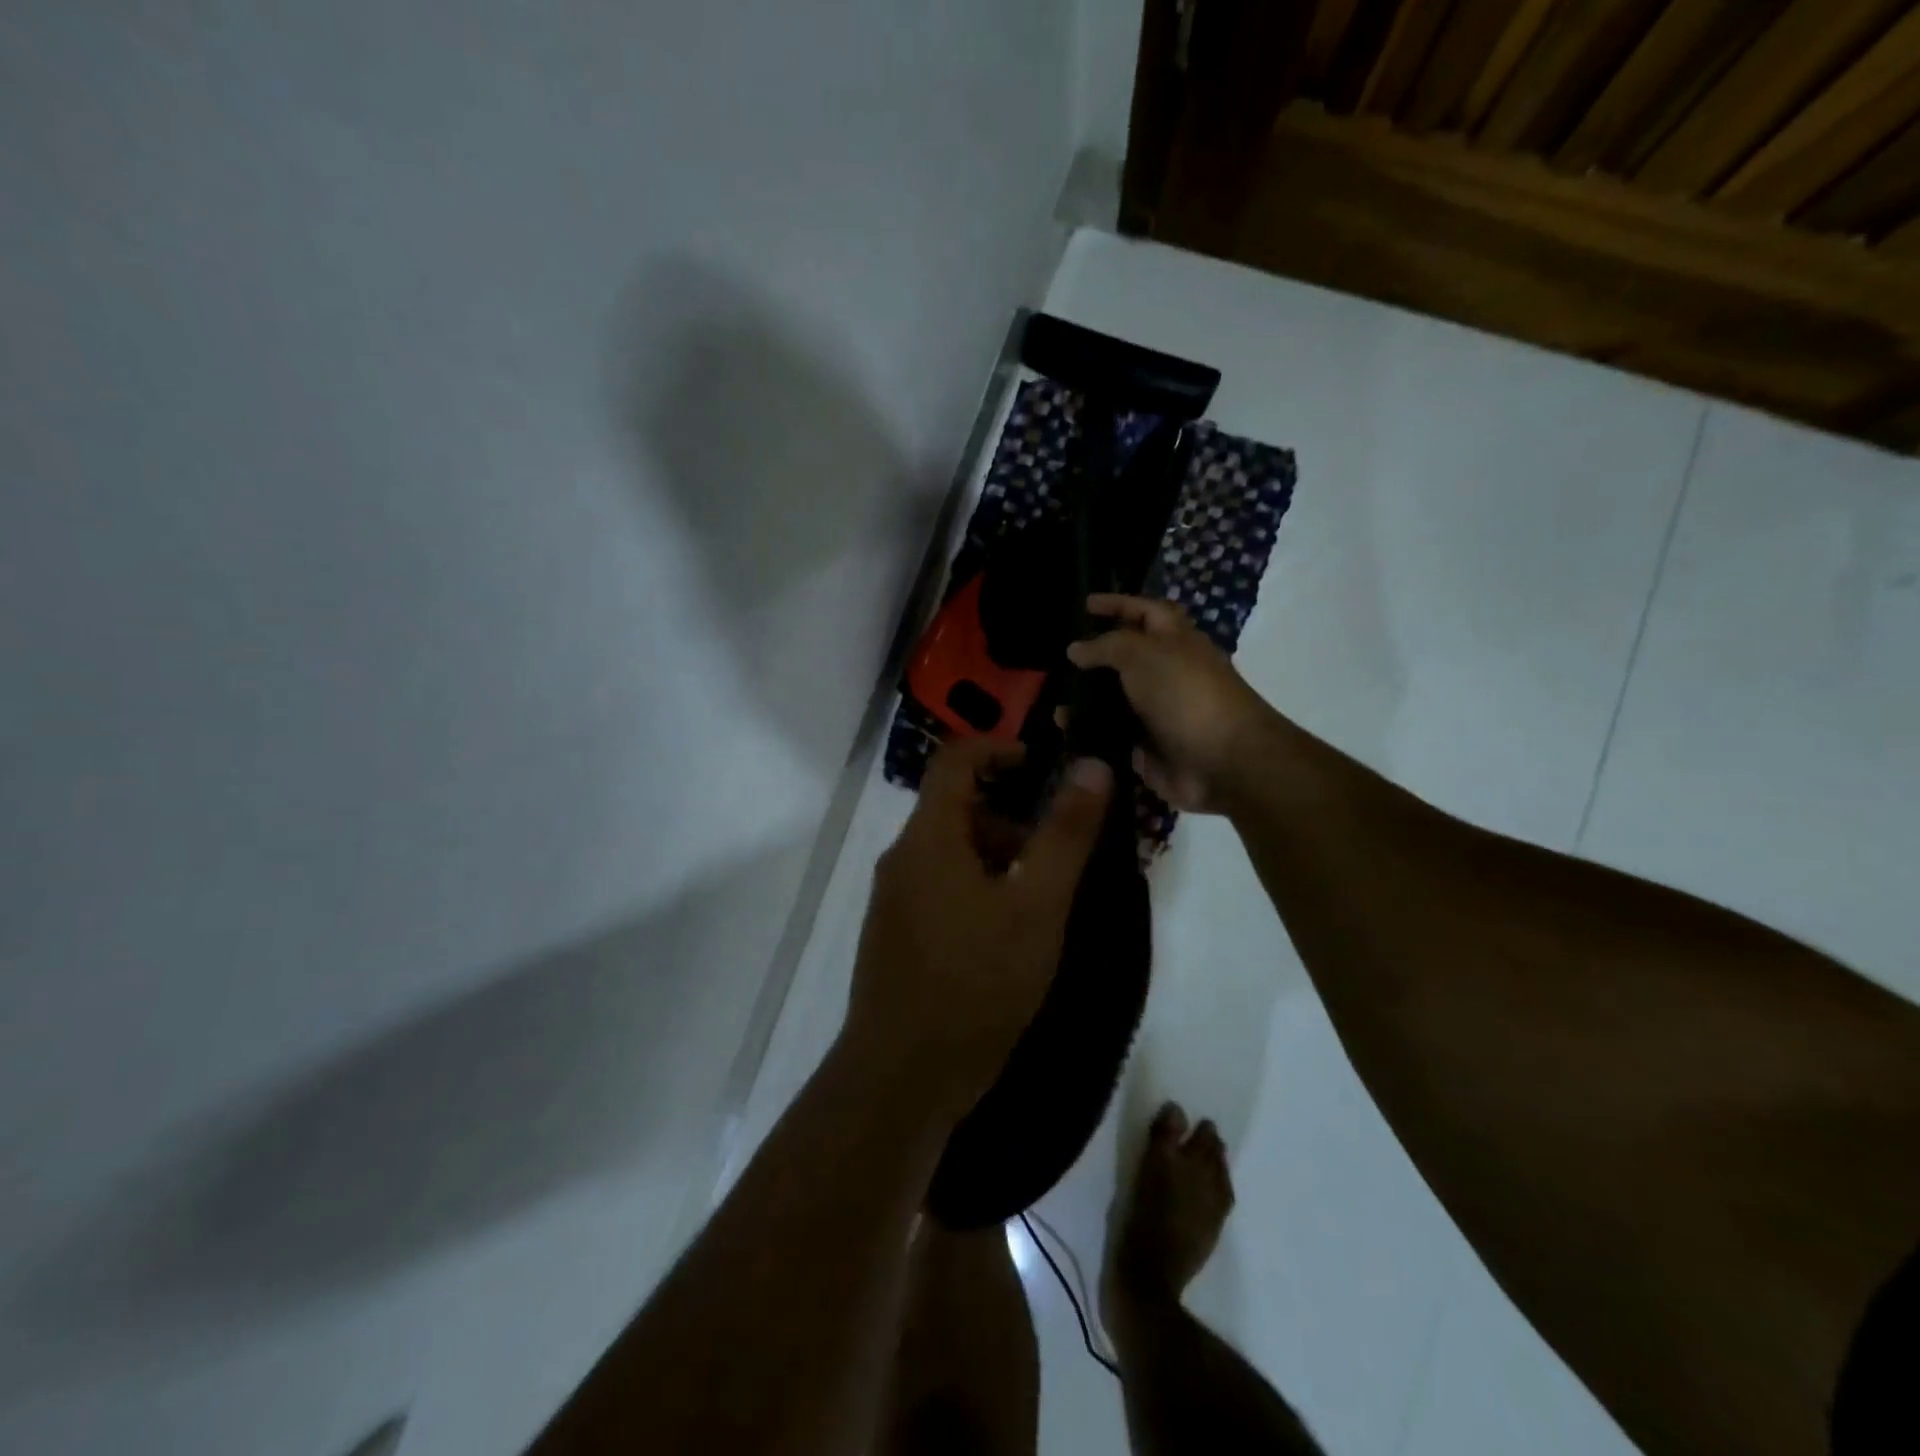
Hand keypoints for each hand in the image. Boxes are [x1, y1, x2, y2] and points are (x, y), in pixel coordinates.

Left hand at [844, 739, 1111, 1119]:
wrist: (902, 1077)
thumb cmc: (976, 982)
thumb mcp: (1036, 905)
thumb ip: (1065, 834)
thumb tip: (1092, 765)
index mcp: (928, 838)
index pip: (955, 760)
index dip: (999, 749)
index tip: (1043, 766)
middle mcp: (901, 859)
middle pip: (955, 809)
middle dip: (1009, 819)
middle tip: (1057, 855)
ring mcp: (893, 901)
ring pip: (949, 854)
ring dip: (996, 859)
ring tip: (1041, 903)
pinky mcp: (895, 937)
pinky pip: (939, 888)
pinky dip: (977, 890)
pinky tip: (1007, 937)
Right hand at [1067, 595, 1272, 813]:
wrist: (1222, 762)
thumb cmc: (1186, 694)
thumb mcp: (1144, 654)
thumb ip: (1106, 646)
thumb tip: (1076, 649)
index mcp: (1176, 642)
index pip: (1145, 612)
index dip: (1118, 604)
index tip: (1085, 604)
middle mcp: (1166, 675)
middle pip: (1125, 659)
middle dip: (1094, 658)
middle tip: (1058, 659)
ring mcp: (1155, 714)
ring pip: (1112, 701)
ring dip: (1083, 700)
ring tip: (1054, 699)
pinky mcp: (1145, 748)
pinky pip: (1108, 737)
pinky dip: (1086, 734)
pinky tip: (1062, 729)